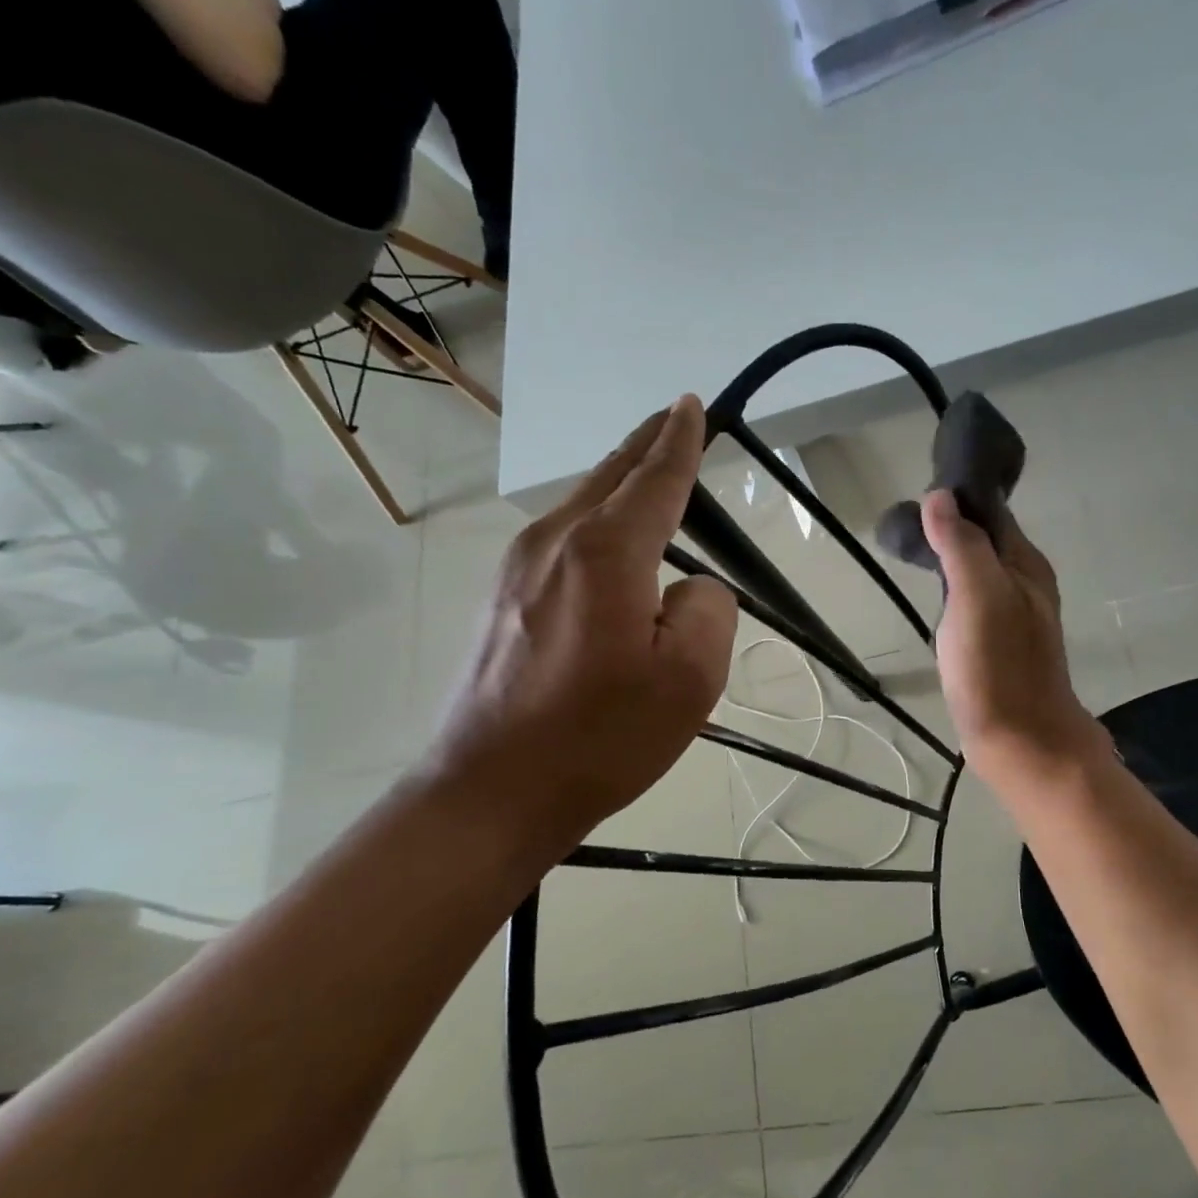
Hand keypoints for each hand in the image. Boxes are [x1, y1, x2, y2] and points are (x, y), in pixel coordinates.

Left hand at [417, 397, 736, 865]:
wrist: (490, 791)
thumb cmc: (600, 737)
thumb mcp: (689, 679)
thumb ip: (707, 610)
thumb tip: (687, 589)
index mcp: (606, 553)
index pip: (655, 479)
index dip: (680, 441)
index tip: (691, 406)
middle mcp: (554, 542)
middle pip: (609, 476)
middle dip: (645, 444)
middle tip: (673, 419)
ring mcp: (517, 568)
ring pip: (580, 505)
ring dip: (619, 484)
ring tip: (648, 475)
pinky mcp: (500, 598)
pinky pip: (560, 539)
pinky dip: (594, 522)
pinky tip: (607, 542)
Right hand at [920, 491, 1108, 784]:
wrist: (1022, 741)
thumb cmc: (998, 667)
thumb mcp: (978, 596)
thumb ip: (962, 545)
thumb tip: (940, 496)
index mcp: (1025, 564)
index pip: (992, 511)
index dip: (959, 496)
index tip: (919, 489)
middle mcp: (1025, 583)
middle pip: (986, 539)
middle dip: (951, 523)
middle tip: (906, 522)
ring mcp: (1013, 615)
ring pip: (979, 569)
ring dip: (951, 554)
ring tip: (912, 547)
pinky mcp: (998, 643)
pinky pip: (974, 598)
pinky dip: (953, 585)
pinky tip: (934, 594)